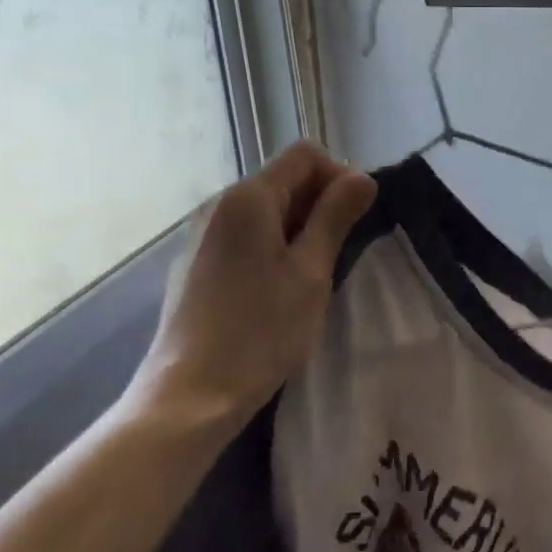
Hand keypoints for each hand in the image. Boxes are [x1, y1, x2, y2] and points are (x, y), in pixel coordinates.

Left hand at [122, 142, 377, 434]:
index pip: (305, 155)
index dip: (340, 175)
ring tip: (314, 273)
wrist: (189, 395)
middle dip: (320, 203)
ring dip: (299, 227)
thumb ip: (336, 217)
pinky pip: (244, 235)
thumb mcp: (311, 272)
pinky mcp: (195, 264)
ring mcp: (202, 234)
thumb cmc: (260, 330)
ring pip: (265, 210)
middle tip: (341, 251)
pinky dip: (272, 246)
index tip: (357, 219)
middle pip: (283, 179)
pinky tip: (278, 289)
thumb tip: (362, 178)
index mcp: (249, 197)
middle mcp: (220, 204)